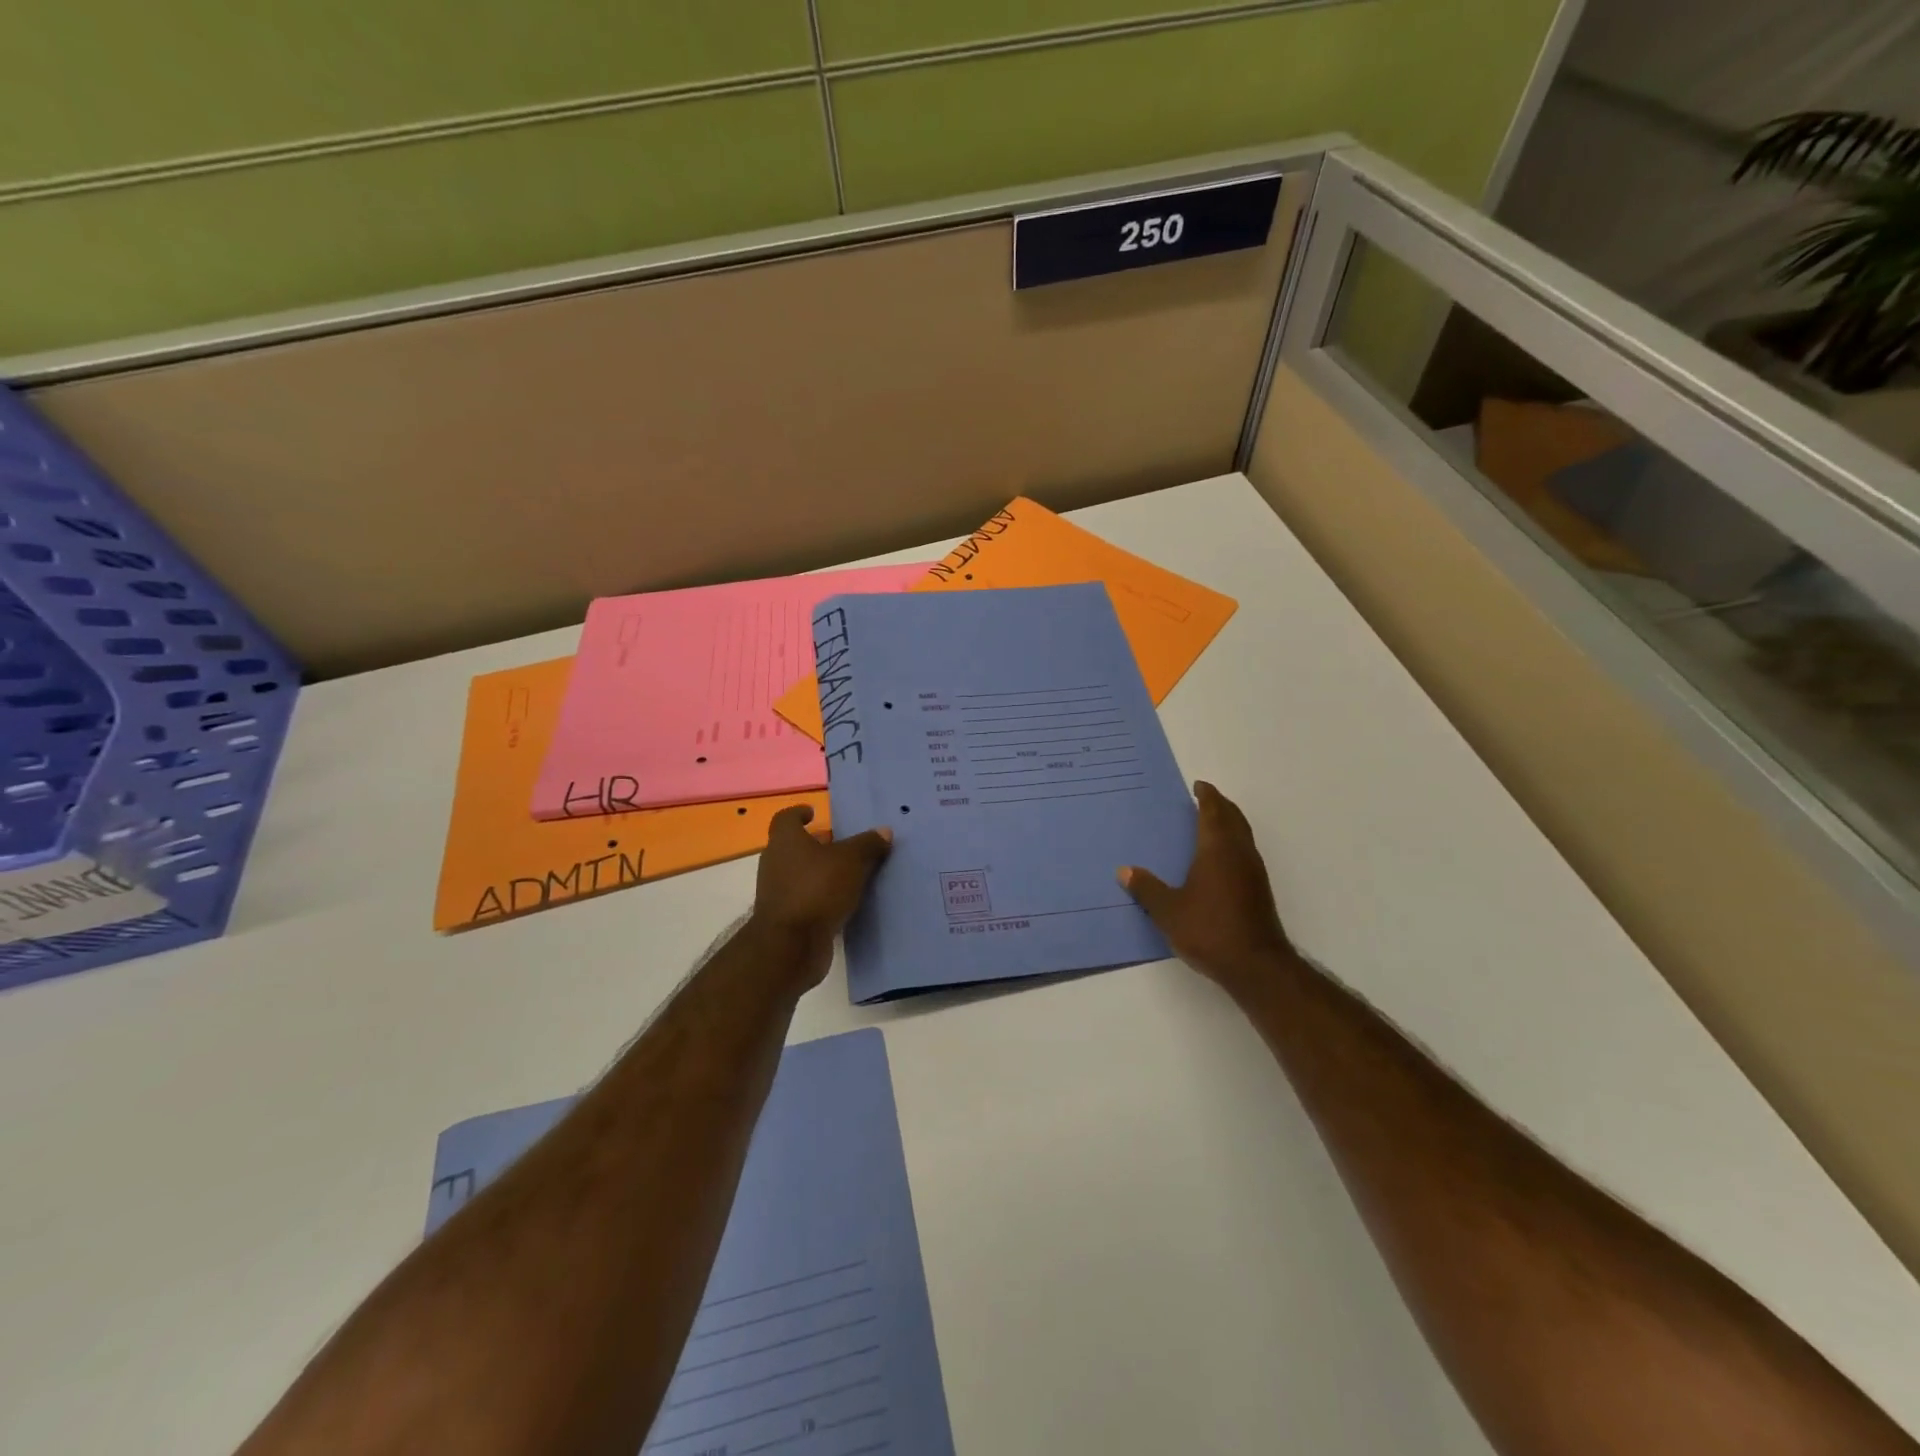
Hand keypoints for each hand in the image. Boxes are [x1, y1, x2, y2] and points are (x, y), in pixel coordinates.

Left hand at [749, 805, 891, 986]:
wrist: (790, 946)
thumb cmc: (817, 889)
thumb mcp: (851, 861)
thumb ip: (868, 844)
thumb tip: (884, 831)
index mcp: (785, 841)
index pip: (786, 818)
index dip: (799, 813)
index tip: (814, 812)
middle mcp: (776, 863)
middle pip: (795, 846)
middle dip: (818, 844)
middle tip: (843, 844)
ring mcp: (778, 892)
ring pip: (801, 874)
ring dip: (822, 872)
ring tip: (851, 873)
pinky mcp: (786, 918)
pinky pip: (806, 898)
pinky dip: (822, 896)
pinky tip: (845, 901)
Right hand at [1118, 782, 1296, 995]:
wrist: (1256, 965)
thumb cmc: (1209, 930)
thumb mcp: (1168, 911)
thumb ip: (1147, 889)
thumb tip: (1125, 871)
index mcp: (1217, 850)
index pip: (1214, 812)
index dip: (1207, 796)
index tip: (1199, 786)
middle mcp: (1239, 854)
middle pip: (1234, 819)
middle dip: (1221, 806)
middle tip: (1205, 799)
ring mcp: (1254, 873)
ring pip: (1243, 836)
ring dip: (1229, 824)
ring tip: (1210, 824)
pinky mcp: (1259, 891)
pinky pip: (1245, 853)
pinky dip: (1233, 844)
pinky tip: (1219, 860)